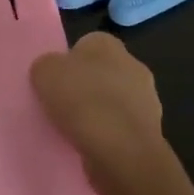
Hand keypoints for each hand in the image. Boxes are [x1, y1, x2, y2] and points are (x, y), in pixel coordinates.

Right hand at [30, 33, 182, 194]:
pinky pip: (120, 127)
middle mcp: (133, 65)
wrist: (121, 150)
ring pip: (112, 101)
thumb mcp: (44, 72)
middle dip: (84, 87)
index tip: (54, 82)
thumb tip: (53, 73)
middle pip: (100, 73)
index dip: (67, 62)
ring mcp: (147, 99)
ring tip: (72, 130)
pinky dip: (107, 135)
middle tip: (60, 105)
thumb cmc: (81, 100)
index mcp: (108, 44)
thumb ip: (46, 66)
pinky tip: (90, 145)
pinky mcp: (150, 131)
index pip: (84, 45)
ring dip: (97, 113)